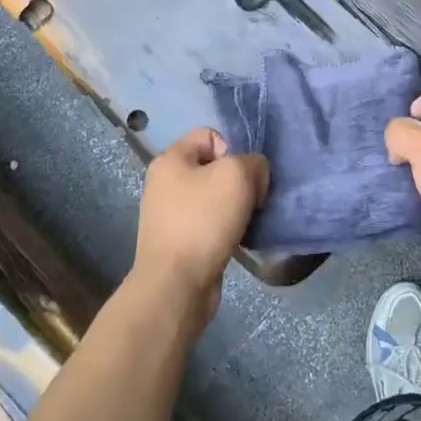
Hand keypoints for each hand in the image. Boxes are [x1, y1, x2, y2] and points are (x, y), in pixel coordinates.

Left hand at [132, 128, 268, 329]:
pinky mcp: (178, 241)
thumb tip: (255, 173)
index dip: (234, 150)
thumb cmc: (203, 221)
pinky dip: (226, 228)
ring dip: (235, 206)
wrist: (176, 285)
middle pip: (213, 167)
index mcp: (171, 159)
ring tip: (247, 221)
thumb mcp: (237, 175)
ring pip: (214, 197)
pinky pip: (210, 223)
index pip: (210, 135)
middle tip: (251, 200)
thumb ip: (254, 162)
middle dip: (238, 181)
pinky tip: (237, 239)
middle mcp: (165, 182)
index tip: (244, 176)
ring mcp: (169, 214)